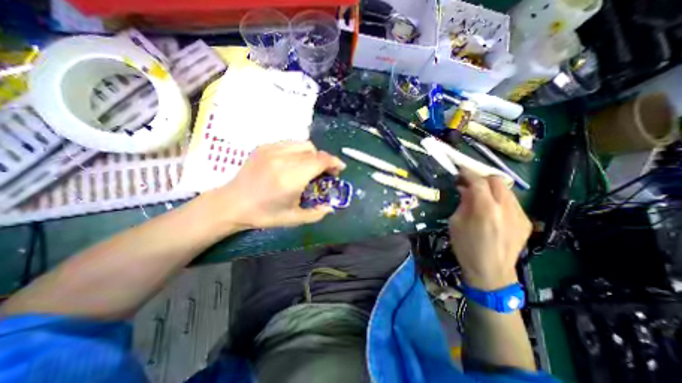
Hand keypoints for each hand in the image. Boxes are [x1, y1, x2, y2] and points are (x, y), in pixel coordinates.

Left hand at [204, 141, 345, 230]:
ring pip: (302, 144)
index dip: (334, 162)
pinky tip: (294, 163)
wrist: (232, 203)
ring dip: (312, 155)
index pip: (320, 160)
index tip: (339, 169)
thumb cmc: (263, 214)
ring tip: (309, 167)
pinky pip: (289, 143)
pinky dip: (298, 151)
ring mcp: (272, 150)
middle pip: (314, 151)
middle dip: (324, 160)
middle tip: (324, 173)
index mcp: (291, 178)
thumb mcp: (293, 219)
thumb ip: (316, 214)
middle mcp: (283, 160)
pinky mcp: (264, 147)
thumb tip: (331, 207)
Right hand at [449, 167, 532, 289]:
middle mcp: (505, 208)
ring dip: (491, 188)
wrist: (491, 272)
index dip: (468, 173)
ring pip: (506, 190)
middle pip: (497, 181)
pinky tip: (492, 210)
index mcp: (485, 210)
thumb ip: (463, 203)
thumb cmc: (466, 247)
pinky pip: (512, 202)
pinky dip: (499, 199)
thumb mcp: (455, 223)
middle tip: (469, 183)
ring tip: (480, 195)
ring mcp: (519, 215)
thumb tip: (465, 189)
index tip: (460, 170)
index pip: (478, 182)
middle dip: (481, 178)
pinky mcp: (525, 222)